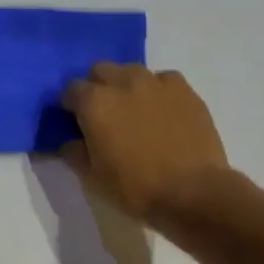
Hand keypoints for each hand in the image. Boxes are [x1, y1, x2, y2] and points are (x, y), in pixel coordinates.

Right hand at [61, 64, 230, 221]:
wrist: (194, 192)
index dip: (71, 106)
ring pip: (132, 71)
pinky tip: (163, 112)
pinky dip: (158, 91)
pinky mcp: (184, 89)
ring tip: (135, 111)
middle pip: (100, 71)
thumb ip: (74, 153)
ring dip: (126, 85)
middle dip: (97, 87)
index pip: (71, 90)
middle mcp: (123, 81)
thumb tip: (69, 142)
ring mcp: (156, 82)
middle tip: (104, 115)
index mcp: (95, 102)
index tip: (76, 123)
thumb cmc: (136, 188)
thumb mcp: (92, 178)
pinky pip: (163, 80)